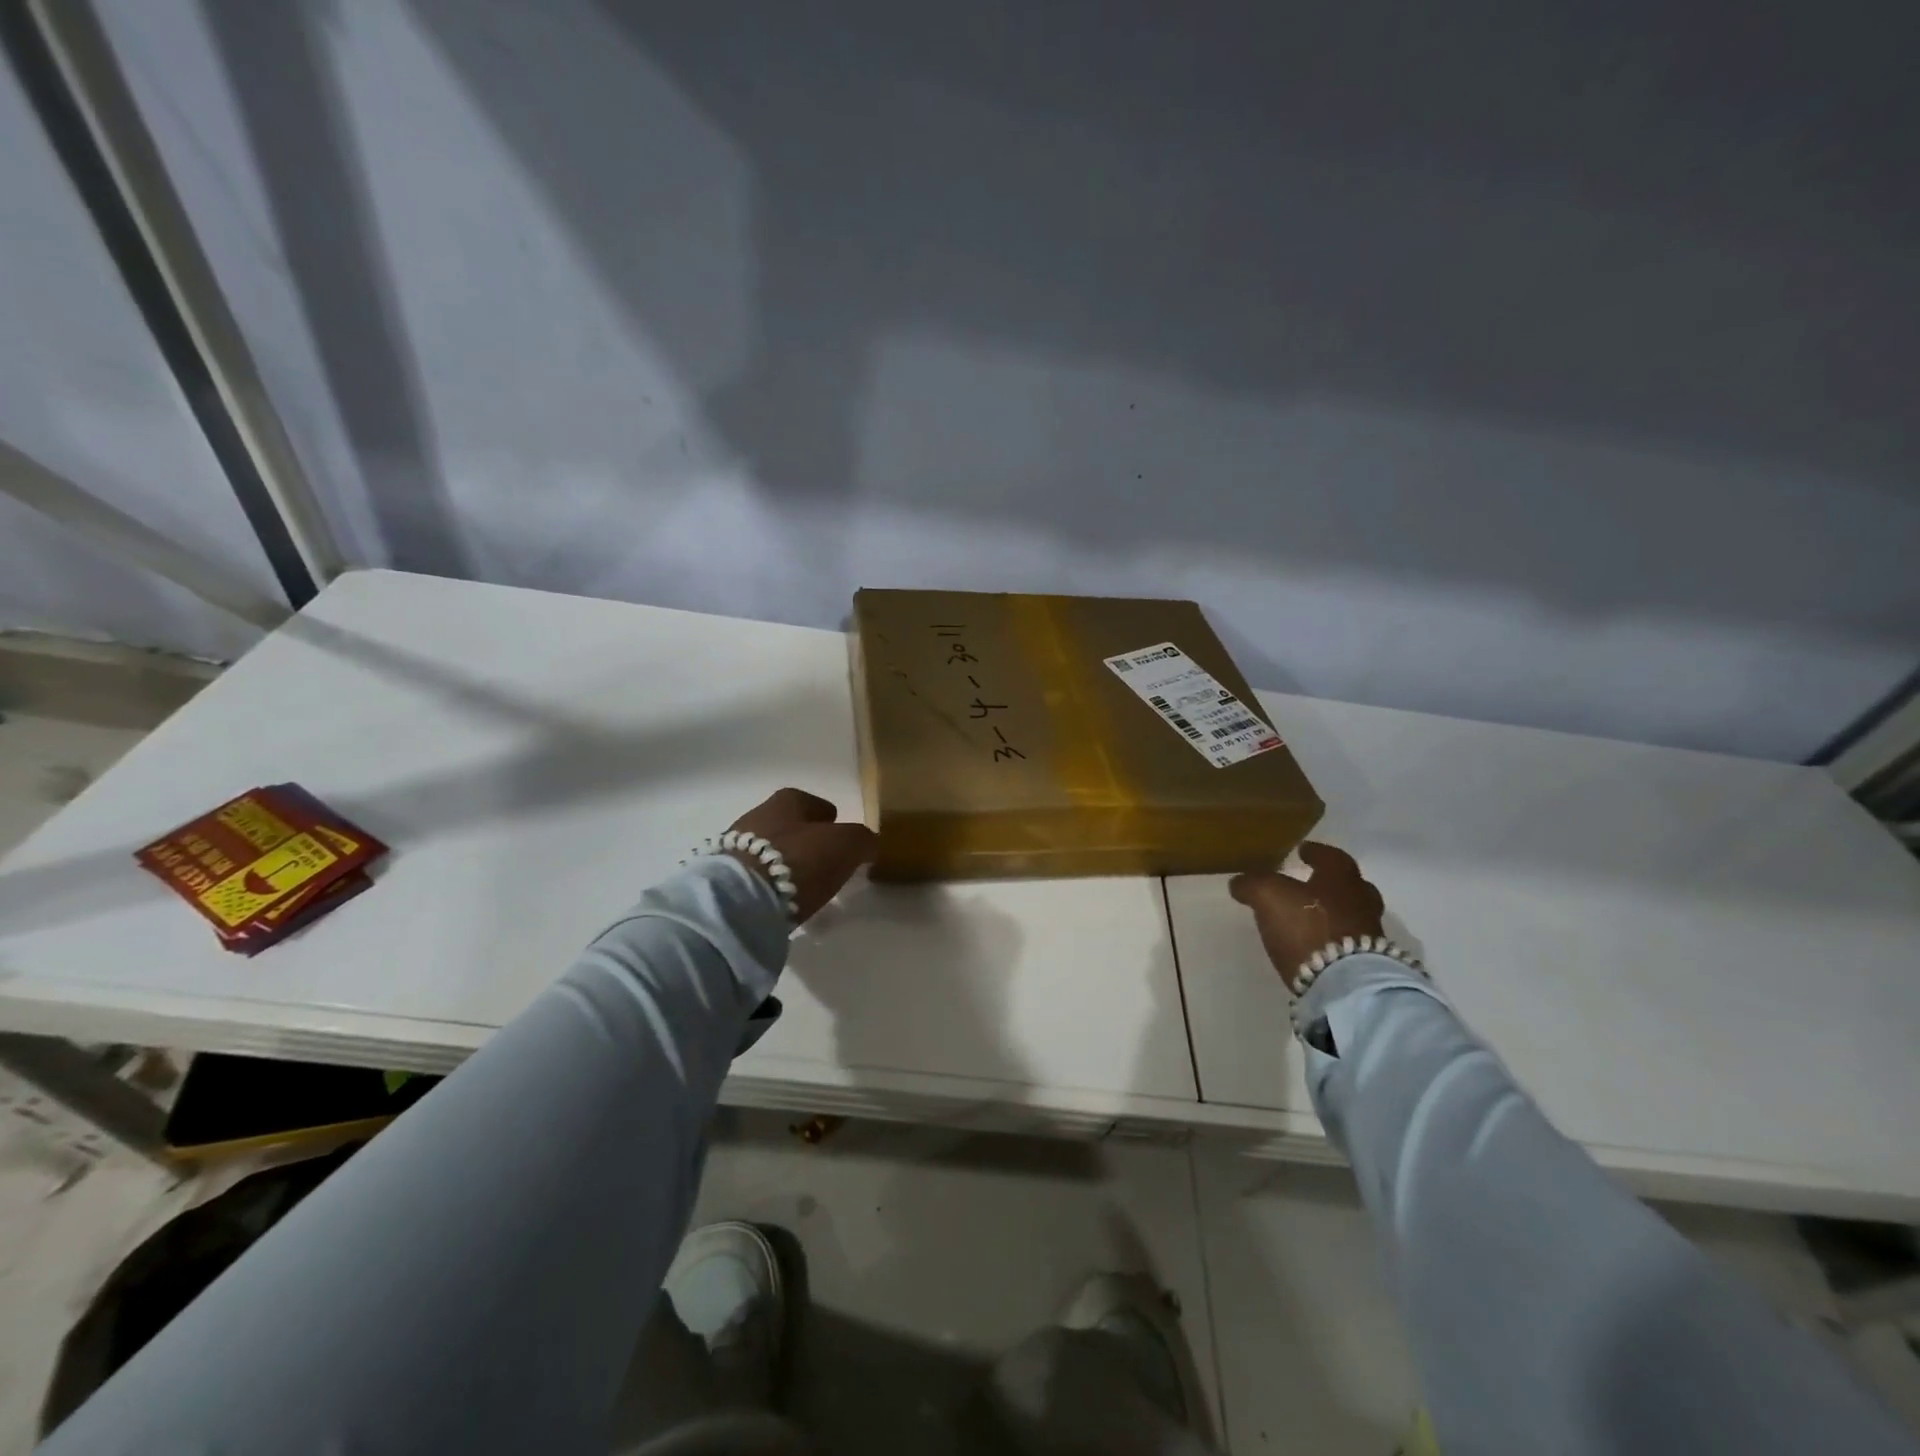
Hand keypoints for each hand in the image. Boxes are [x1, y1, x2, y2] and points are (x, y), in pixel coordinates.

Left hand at [725, 788, 877, 923]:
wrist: (739, 898)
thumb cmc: (799, 860)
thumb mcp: (846, 846)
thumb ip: (862, 840)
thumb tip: (868, 844)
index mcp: (788, 800)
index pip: (814, 803)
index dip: (829, 819)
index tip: (839, 837)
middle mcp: (758, 814)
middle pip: (789, 825)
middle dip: (805, 840)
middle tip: (823, 863)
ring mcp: (734, 845)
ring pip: (769, 848)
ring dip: (784, 862)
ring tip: (801, 886)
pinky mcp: (721, 876)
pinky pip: (753, 874)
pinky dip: (766, 882)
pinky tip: (777, 899)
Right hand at [1229, 843, 1385, 992]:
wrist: (1344, 983)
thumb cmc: (1307, 926)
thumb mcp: (1267, 895)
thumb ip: (1253, 883)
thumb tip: (1240, 882)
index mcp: (1341, 878)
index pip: (1331, 857)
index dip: (1316, 852)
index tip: (1303, 850)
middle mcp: (1361, 900)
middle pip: (1350, 886)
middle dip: (1330, 884)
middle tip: (1311, 883)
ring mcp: (1369, 933)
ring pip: (1352, 914)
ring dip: (1333, 913)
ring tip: (1309, 917)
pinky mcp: (1369, 964)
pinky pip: (1349, 941)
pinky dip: (1334, 937)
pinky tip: (1316, 943)